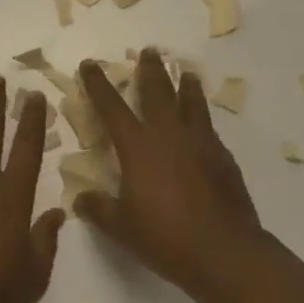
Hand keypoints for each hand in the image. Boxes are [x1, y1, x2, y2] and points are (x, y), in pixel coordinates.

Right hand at [73, 49, 263, 300]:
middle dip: (150, 70)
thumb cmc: (165, 237)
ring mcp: (199, 143)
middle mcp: (168, 135)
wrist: (223, 251)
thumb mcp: (121, 227)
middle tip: (149, 51)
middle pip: (158, 91)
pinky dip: (202, 116)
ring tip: (186, 71)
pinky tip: (202, 122)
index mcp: (138, 147)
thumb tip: (80, 199)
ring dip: (186, 85)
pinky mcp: (222, 157)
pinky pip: (208, 127)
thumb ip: (98, 209)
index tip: (91, 64)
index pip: (112, 107)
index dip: (98, 84)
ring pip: (191, 103)